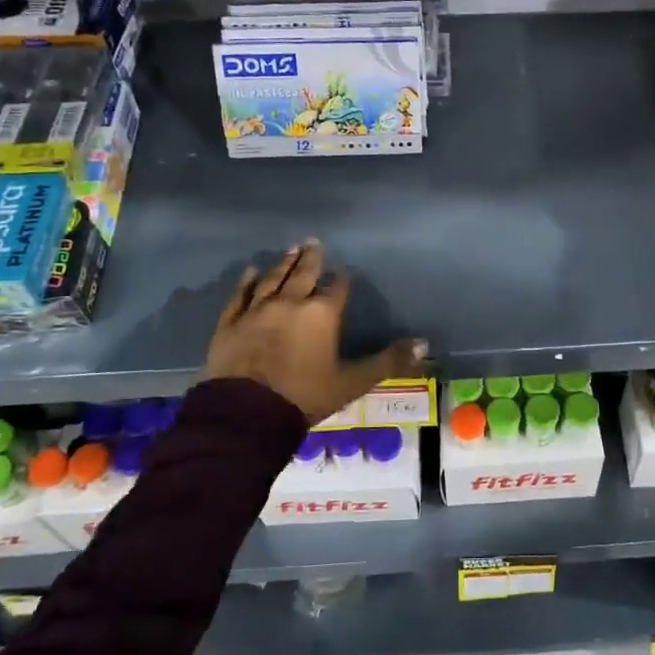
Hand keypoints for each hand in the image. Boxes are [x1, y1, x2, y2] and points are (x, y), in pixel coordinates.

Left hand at [203, 240, 426, 425]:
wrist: (247, 413)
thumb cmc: (305, 396)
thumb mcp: (354, 382)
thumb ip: (389, 361)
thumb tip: (424, 344)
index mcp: (322, 314)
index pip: (337, 289)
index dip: (342, 280)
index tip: (343, 272)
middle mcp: (291, 303)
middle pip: (304, 274)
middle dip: (311, 259)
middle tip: (313, 241)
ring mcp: (257, 310)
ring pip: (273, 279)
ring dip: (283, 264)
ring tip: (291, 249)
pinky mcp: (231, 323)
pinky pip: (241, 296)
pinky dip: (247, 282)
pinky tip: (251, 271)